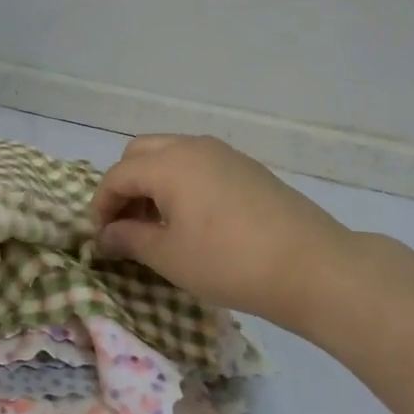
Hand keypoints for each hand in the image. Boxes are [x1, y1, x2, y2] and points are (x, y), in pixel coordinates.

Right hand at [92, 134, 355, 324]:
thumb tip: (106, 234)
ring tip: (157, 224)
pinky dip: (181, 183)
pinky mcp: (247, 168)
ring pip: (171, 155)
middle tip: (126, 224)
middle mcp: (193, 147)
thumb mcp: (168, 256)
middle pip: (140, 153)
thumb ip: (128, 238)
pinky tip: (192, 220)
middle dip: (125, 185)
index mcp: (168, 163)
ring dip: (153, 183)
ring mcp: (224, 154)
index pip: (117, 176)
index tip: (101, 238)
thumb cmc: (228, 262)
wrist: (312, 266)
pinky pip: (198, 165)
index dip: (101, 205)